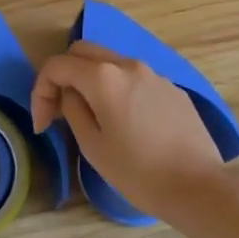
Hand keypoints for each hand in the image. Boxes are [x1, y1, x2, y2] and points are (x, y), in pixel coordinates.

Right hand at [29, 41, 225, 216]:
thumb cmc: (138, 171)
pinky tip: (125, 123)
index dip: (40, 91)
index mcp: (103, 77)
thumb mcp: (92, 145)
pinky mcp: (172, 89)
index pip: (57, 65)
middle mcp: (128, 65)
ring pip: (111, 62)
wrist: (198, 186)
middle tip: (59, 111)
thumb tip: (70, 95)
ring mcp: (154, 74)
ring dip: (91, 81)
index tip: (43, 124)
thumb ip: (73, 110)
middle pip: (83, 52)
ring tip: (91, 117)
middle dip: (64, 76)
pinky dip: (118, 90)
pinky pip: (135, 79)